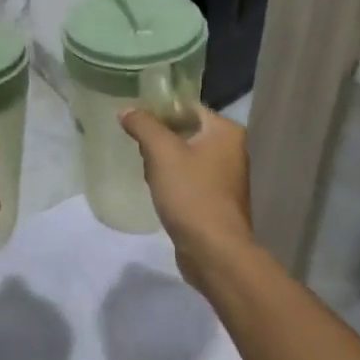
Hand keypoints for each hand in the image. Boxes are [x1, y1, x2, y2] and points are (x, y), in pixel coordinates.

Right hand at [120, 108, 253, 290]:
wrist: (214, 251)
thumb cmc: (191, 194)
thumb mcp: (161, 153)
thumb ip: (143, 125)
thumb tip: (127, 111)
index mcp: (226, 131)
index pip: (187, 107)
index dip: (159, 111)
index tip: (133, 120)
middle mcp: (231, 149)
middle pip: (186, 131)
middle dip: (159, 139)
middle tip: (137, 147)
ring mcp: (227, 176)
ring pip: (186, 156)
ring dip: (164, 161)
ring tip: (145, 170)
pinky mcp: (217, 199)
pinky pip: (190, 178)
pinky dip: (173, 180)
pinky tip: (157, 190)